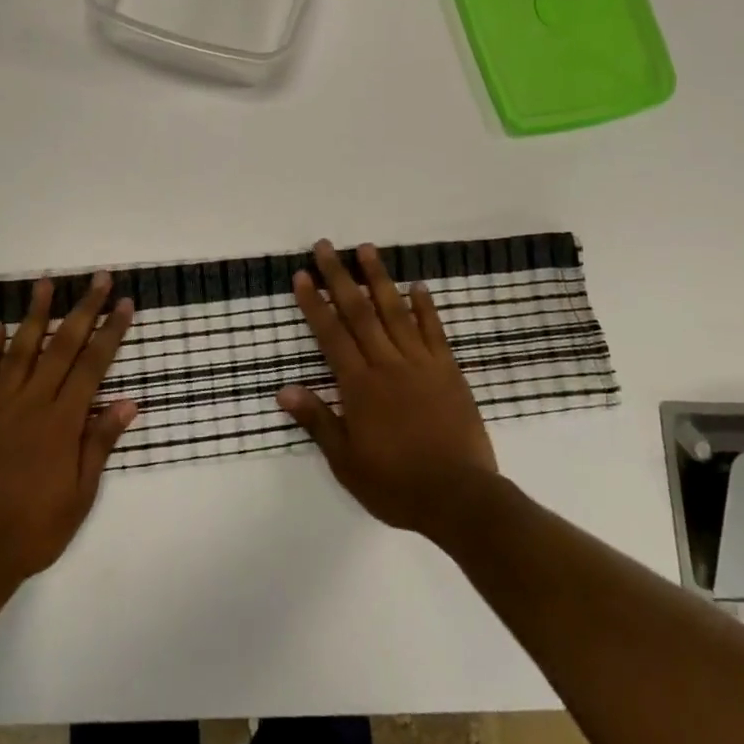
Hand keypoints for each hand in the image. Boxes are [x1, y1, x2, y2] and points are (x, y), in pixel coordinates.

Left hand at [0, 274, 137, 596]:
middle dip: (84, 308)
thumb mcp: (81, 493)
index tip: (124, 303)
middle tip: (98, 278)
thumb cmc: (36, 528)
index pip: (93, 365)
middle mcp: (33, 403)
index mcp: (63, 421)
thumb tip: (128, 402)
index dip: (111, 331)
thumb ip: (100, 443)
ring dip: (36, 314)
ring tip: (46, 282)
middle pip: (62, 345)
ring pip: (20, 349)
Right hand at [279, 240, 498, 543]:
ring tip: (367, 249)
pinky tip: (417, 285)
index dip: (314, 303)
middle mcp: (387, 364)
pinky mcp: (448, 370)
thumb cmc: (396, 484)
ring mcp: (421, 363)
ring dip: (379, 278)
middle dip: (339, 276)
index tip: (302, 275)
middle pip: (359, 311)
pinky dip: (425, 306)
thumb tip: (284, 389)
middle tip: (325, 246)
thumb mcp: (346, 462)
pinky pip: (434, 331)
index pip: (331, 334)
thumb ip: (317, 421)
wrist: (459, 497)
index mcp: (359, 385)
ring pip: (395, 311)